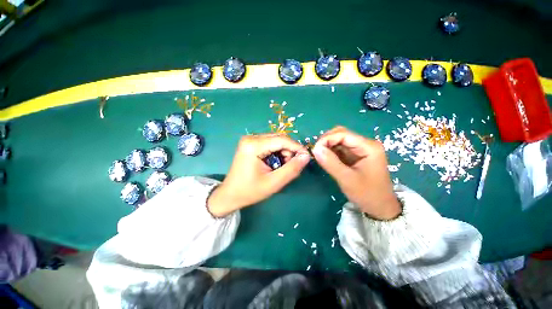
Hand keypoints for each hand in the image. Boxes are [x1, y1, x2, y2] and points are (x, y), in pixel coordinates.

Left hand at [207, 134, 310, 216]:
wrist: (230, 194)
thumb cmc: (250, 191)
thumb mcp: (273, 183)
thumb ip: (291, 169)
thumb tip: (306, 156)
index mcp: (253, 145)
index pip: (282, 140)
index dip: (297, 147)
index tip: (306, 157)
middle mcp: (251, 138)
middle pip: (279, 138)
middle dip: (289, 151)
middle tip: (291, 166)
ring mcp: (250, 139)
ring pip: (276, 140)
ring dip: (284, 152)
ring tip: (281, 167)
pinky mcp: (251, 143)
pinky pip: (270, 143)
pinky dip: (277, 152)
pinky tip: (275, 163)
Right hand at [312, 126, 400, 219]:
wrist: (380, 207)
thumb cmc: (367, 194)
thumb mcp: (347, 179)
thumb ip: (330, 163)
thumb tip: (315, 149)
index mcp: (369, 147)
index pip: (343, 134)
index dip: (327, 139)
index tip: (314, 150)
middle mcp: (365, 144)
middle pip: (341, 134)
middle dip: (326, 141)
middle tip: (316, 152)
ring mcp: (360, 149)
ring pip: (339, 140)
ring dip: (327, 146)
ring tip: (319, 156)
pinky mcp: (355, 155)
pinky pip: (340, 148)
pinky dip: (330, 151)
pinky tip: (325, 158)